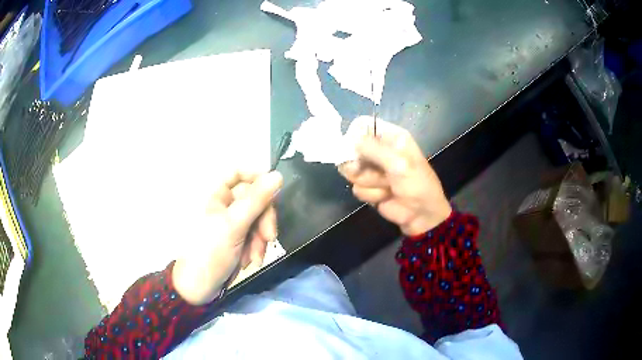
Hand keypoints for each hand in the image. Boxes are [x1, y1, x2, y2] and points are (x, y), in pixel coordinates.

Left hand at [172, 170, 282, 304]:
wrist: (201, 287)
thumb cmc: (210, 252)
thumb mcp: (234, 225)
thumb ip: (256, 200)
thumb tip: (277, 175)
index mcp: (218, 196)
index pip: (239, 174)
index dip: (257, 177)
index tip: (274, 190)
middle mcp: (226, 206)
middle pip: (255, 199)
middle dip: (264, 219)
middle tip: (269, 236)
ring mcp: (234, 224)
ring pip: (259, 219)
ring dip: (261, 238)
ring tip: (255, 255)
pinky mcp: (240, 240)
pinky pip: (257, 236)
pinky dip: (257, 248)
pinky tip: (252, 260)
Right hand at [339, 118, 451, 235]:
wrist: (422, 214)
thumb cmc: (417, 184)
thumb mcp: (399, 164)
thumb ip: (375, 150)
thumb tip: (352, 141)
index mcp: (390, 137)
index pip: (362, 125)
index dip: (354, 135)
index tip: (354, 149)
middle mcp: (379, 149)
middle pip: (351, 149)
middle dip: (360, 165)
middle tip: (375, 172)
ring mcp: (372, 169)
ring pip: (351, 171)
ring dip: (370, 182)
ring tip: (388, 186)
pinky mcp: (368, 186)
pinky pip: (356, 188)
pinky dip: (371, 194)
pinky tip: (385, 196)